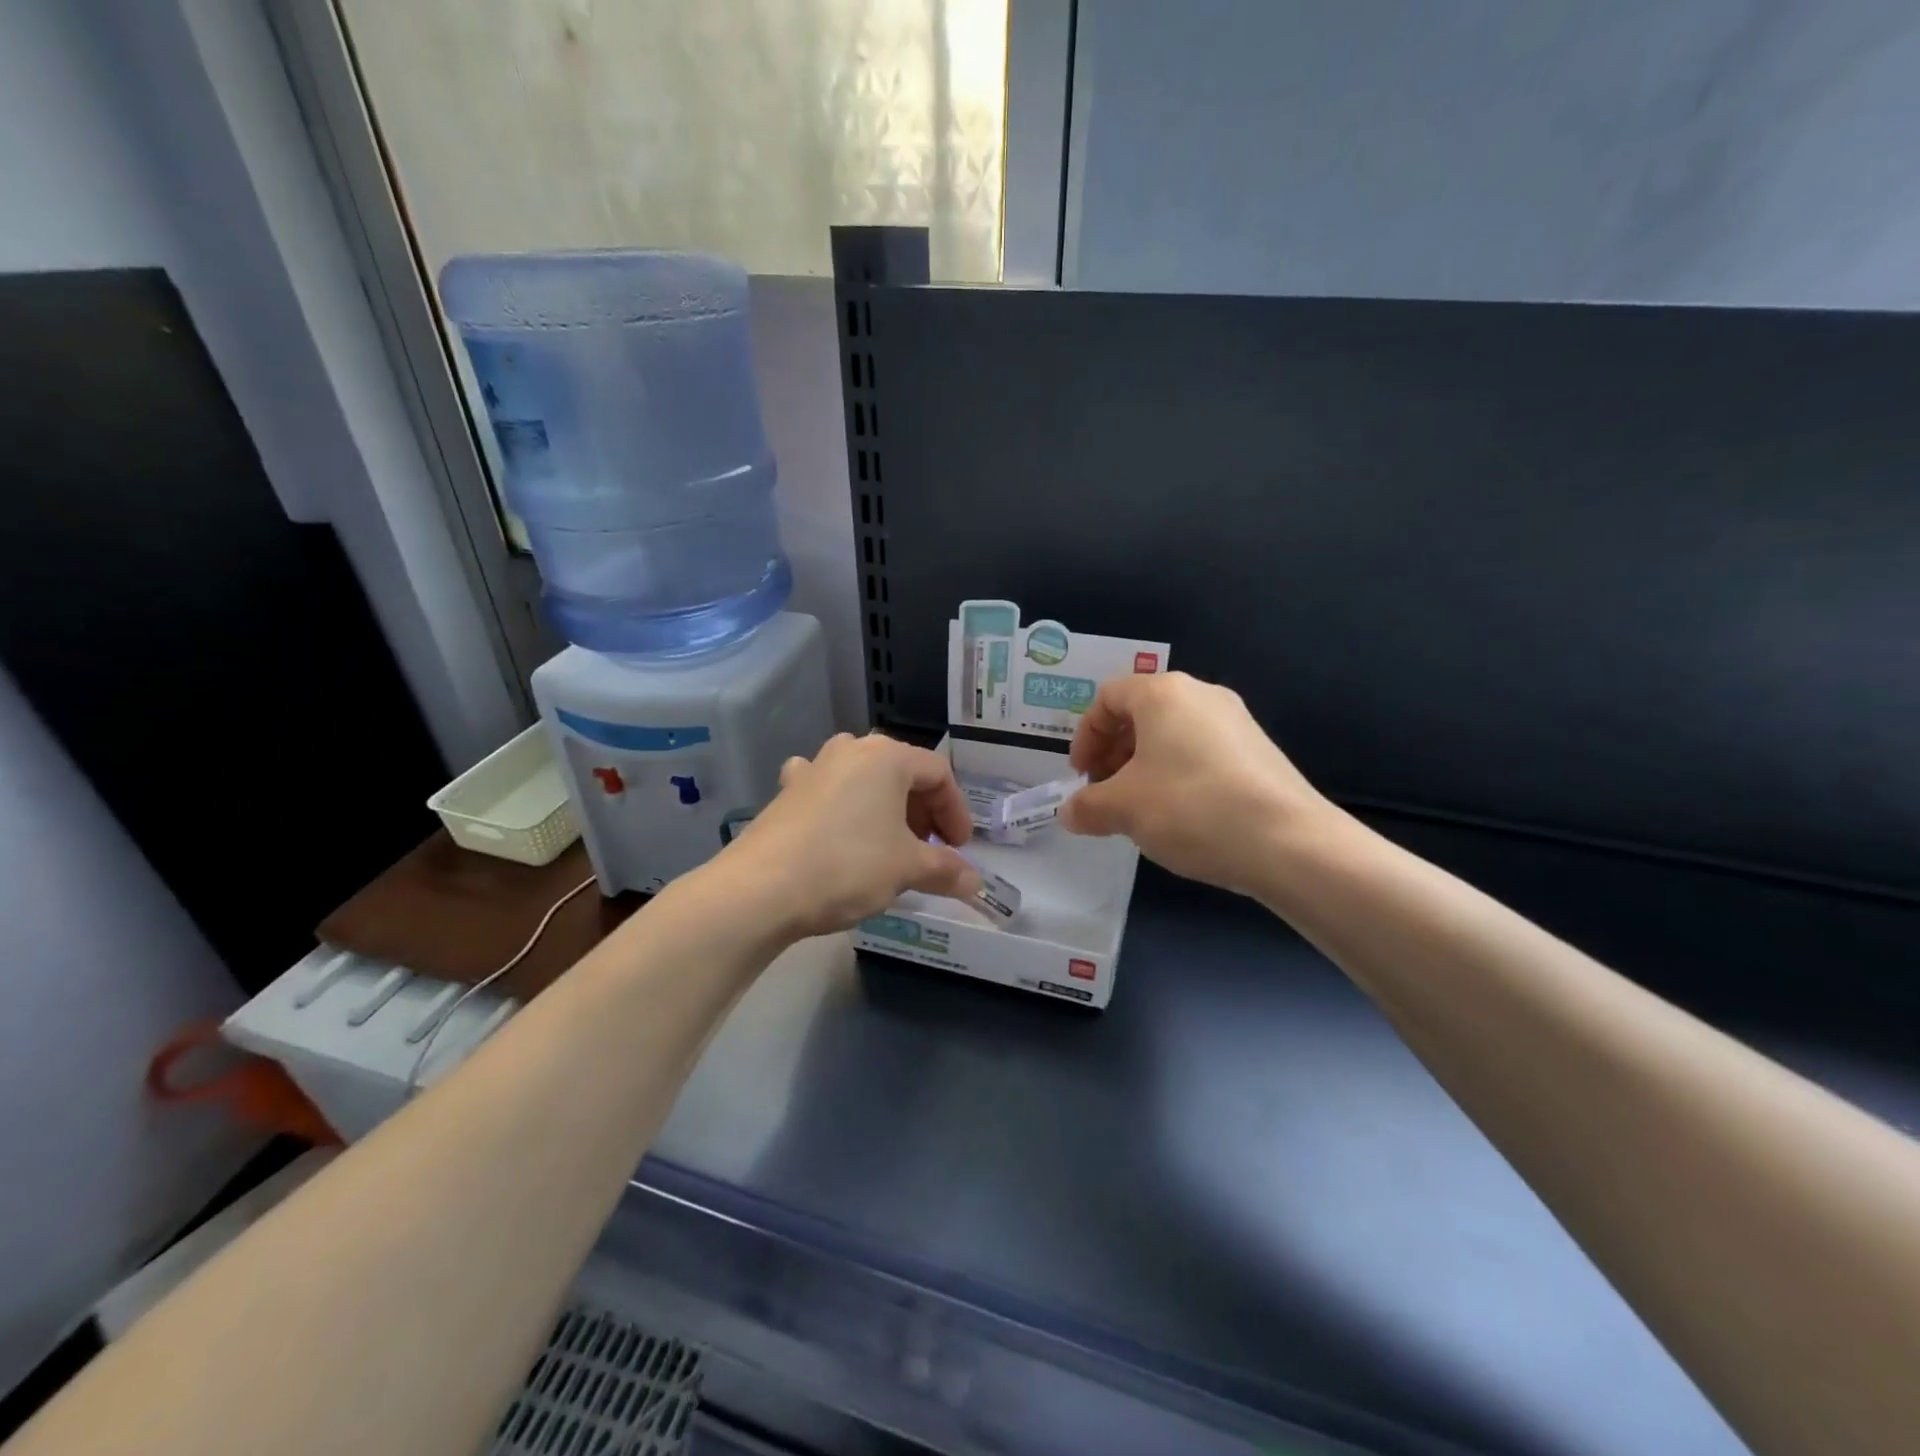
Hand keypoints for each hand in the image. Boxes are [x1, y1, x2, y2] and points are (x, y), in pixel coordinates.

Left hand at [727, 733, 983, 938]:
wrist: (760, 888)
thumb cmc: (847, 866)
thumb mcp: (906, 868)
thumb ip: (945, 870)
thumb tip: (976, 882)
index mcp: (887, 756)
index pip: (938, 774)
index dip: (956, 811)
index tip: (960, 848)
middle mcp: (852, 749)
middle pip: (902, 773)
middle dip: (923, 811)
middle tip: (931, 849)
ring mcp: (815, 766)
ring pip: (865, 779)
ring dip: (886, 807)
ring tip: (890, 842)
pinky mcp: (787, 790)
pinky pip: (827, 788)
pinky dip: (842, 804)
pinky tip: (837, 823)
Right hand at [1061, 672, 1334, 894]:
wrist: (1288, 843)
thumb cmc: (1191, 808)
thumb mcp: (1123, 809)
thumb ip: (1086, 806)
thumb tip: (1070, 812)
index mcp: (1163, 693)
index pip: (1108, 698)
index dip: (1085, 736)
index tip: (1080, 777)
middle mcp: (1201, 695)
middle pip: (1140, 714)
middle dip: (1113, 753)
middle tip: (1105, 793)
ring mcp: (1236, 722)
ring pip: (1172, 735)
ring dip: (1143, 768)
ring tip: (1139, 810)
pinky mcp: (1258, 752)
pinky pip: (1201, 753)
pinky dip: (1177, 775)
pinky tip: (1180, 817)